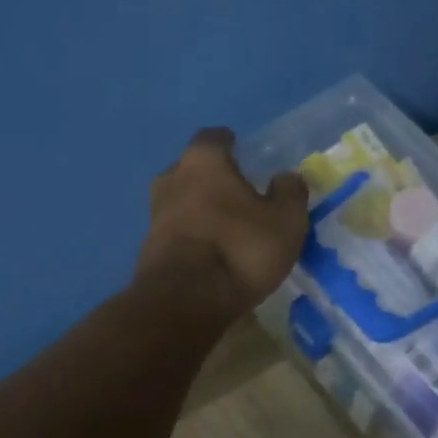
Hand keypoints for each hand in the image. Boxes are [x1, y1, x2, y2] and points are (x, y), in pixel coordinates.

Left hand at [135, 127, 309, 322]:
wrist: (185, 300)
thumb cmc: (240, 248)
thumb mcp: (285, 222)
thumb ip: (290, 193)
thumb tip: (287, 177)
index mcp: (203, 161)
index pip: (214, 137)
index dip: (229, 144)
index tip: (242, 152)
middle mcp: (171, 178)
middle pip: (191, 169)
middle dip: (211, 178)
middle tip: (236, 193)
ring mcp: (155, 214)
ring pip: (180, 200)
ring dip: (198, 208)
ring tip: (224, 226)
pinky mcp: (148, 248)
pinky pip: (174, 232)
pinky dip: (190, 236)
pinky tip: (208, 252)